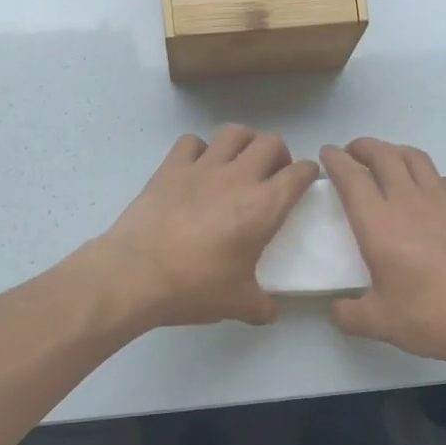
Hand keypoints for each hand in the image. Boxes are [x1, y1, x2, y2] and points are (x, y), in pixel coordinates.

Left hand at [97, 126, 318, 329]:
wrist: (137, 275)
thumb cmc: (195, 287)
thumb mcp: (239, 304)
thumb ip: (262, 306)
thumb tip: (270, 312)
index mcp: (264, 206)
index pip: (300, 173)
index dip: (309, 173)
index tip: (305, 181)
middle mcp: (238, 177)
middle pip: (270, 141)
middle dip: (278, 153)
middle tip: (271, 174)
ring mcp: (202, 167)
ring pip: (233, 132)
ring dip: (243, 142)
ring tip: (239, 161)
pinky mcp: (170, 167)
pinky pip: (191, 142)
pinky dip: (199, 149)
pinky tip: (197, 168)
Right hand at [322, 138, 445, 370]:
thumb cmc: (432, 316)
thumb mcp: (380, 323)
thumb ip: (349, 315)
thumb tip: (337, 310)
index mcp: (378, 223)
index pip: (351, 177)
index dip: (336, 160)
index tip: (327, 153)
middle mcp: (408, 201)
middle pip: (383, 155)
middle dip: (364, 146)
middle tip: (353, 152)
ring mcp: (444, 199)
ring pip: (415, 158)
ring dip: (395, 151)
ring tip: (387, 160)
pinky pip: (444, 178)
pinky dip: (429, 176)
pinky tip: (430, 191)